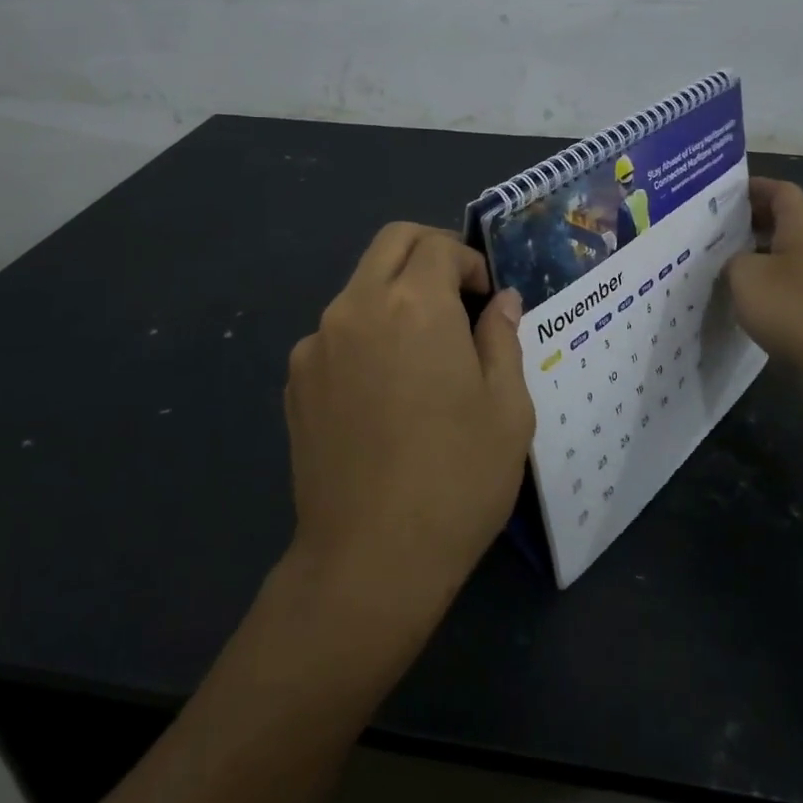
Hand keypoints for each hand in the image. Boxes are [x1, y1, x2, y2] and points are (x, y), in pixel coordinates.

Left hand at [284, 224, 535, 611]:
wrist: (370, 559)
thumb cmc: (457, 478)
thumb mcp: (507, 407)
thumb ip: (502, 338)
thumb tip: (499, 301)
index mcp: (413, 304)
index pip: (439, 245)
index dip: (471, 262)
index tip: (487, 300)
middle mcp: (356, 307)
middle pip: (391, 244)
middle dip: (430, 254)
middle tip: (458, 297)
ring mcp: (316, 343)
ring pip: (360, 287)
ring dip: (396, 295)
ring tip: (423, 353)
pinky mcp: (296, 380)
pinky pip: (336, 332)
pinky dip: (367, 333)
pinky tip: (384, 390)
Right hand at [725, 178, 802, 381]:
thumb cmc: (794, 309)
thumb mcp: (745, 277)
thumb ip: (733, 260)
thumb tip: (738, 263)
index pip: (780, 190)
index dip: (752, 188)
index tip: (723, 195)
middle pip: (789, 219)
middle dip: (753, 221)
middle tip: (717, 229)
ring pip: (793, 252)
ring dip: (763, 253)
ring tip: (728, 264)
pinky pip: (800, 280)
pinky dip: (776, 281)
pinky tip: (753, 299)